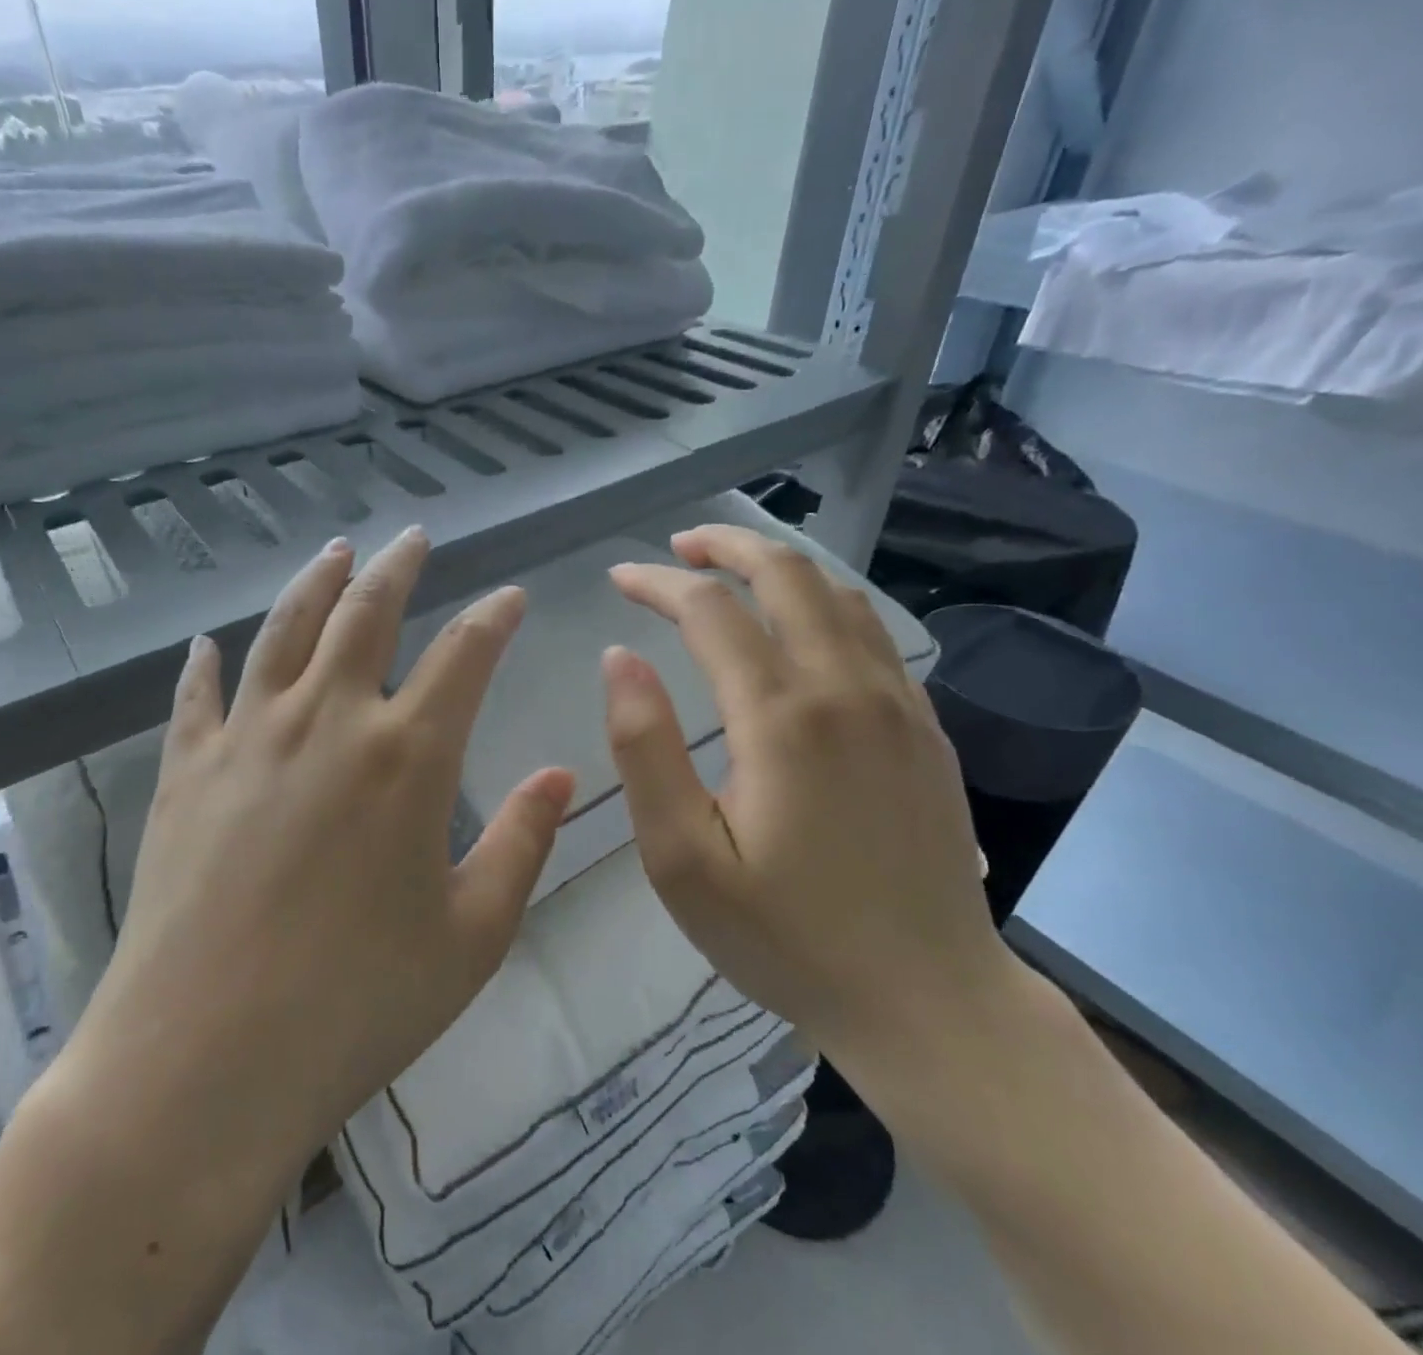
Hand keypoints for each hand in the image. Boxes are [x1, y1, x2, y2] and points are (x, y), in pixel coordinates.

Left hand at [58, 527, 574, 1187]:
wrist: (203, 1062)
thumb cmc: (357, 1004)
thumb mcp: (472, 935)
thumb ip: (523, 843)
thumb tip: (560, 776)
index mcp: (407, 756)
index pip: (465, 654)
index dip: (494, 617)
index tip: (511, 596)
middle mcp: (327, 721)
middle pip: (366, 613)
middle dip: (396, 567)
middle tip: (412, 538)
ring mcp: (247, 738)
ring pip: (284, 630)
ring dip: (315, 583)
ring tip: (334, 550)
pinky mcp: (184, 771)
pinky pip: (197, 696)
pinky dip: (206, 663)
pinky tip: (208, 643)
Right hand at [602, 525, 1006, 1074]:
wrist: (928, 1001)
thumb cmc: (785, 936)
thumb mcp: (682, 858)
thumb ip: (644, 748)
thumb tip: (619, 658)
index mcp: (782, 718)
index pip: (711, 611)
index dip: (658, 583)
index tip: (619, 580)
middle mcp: (847, 689)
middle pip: (788, 575)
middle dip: (726, 546)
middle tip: (677, 547)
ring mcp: (898, 705)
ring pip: (839, 594)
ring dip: (778, 566)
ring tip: (730, 570)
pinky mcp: (925, 728)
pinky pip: (873, 633)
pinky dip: (825, 602)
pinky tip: (800, 623)